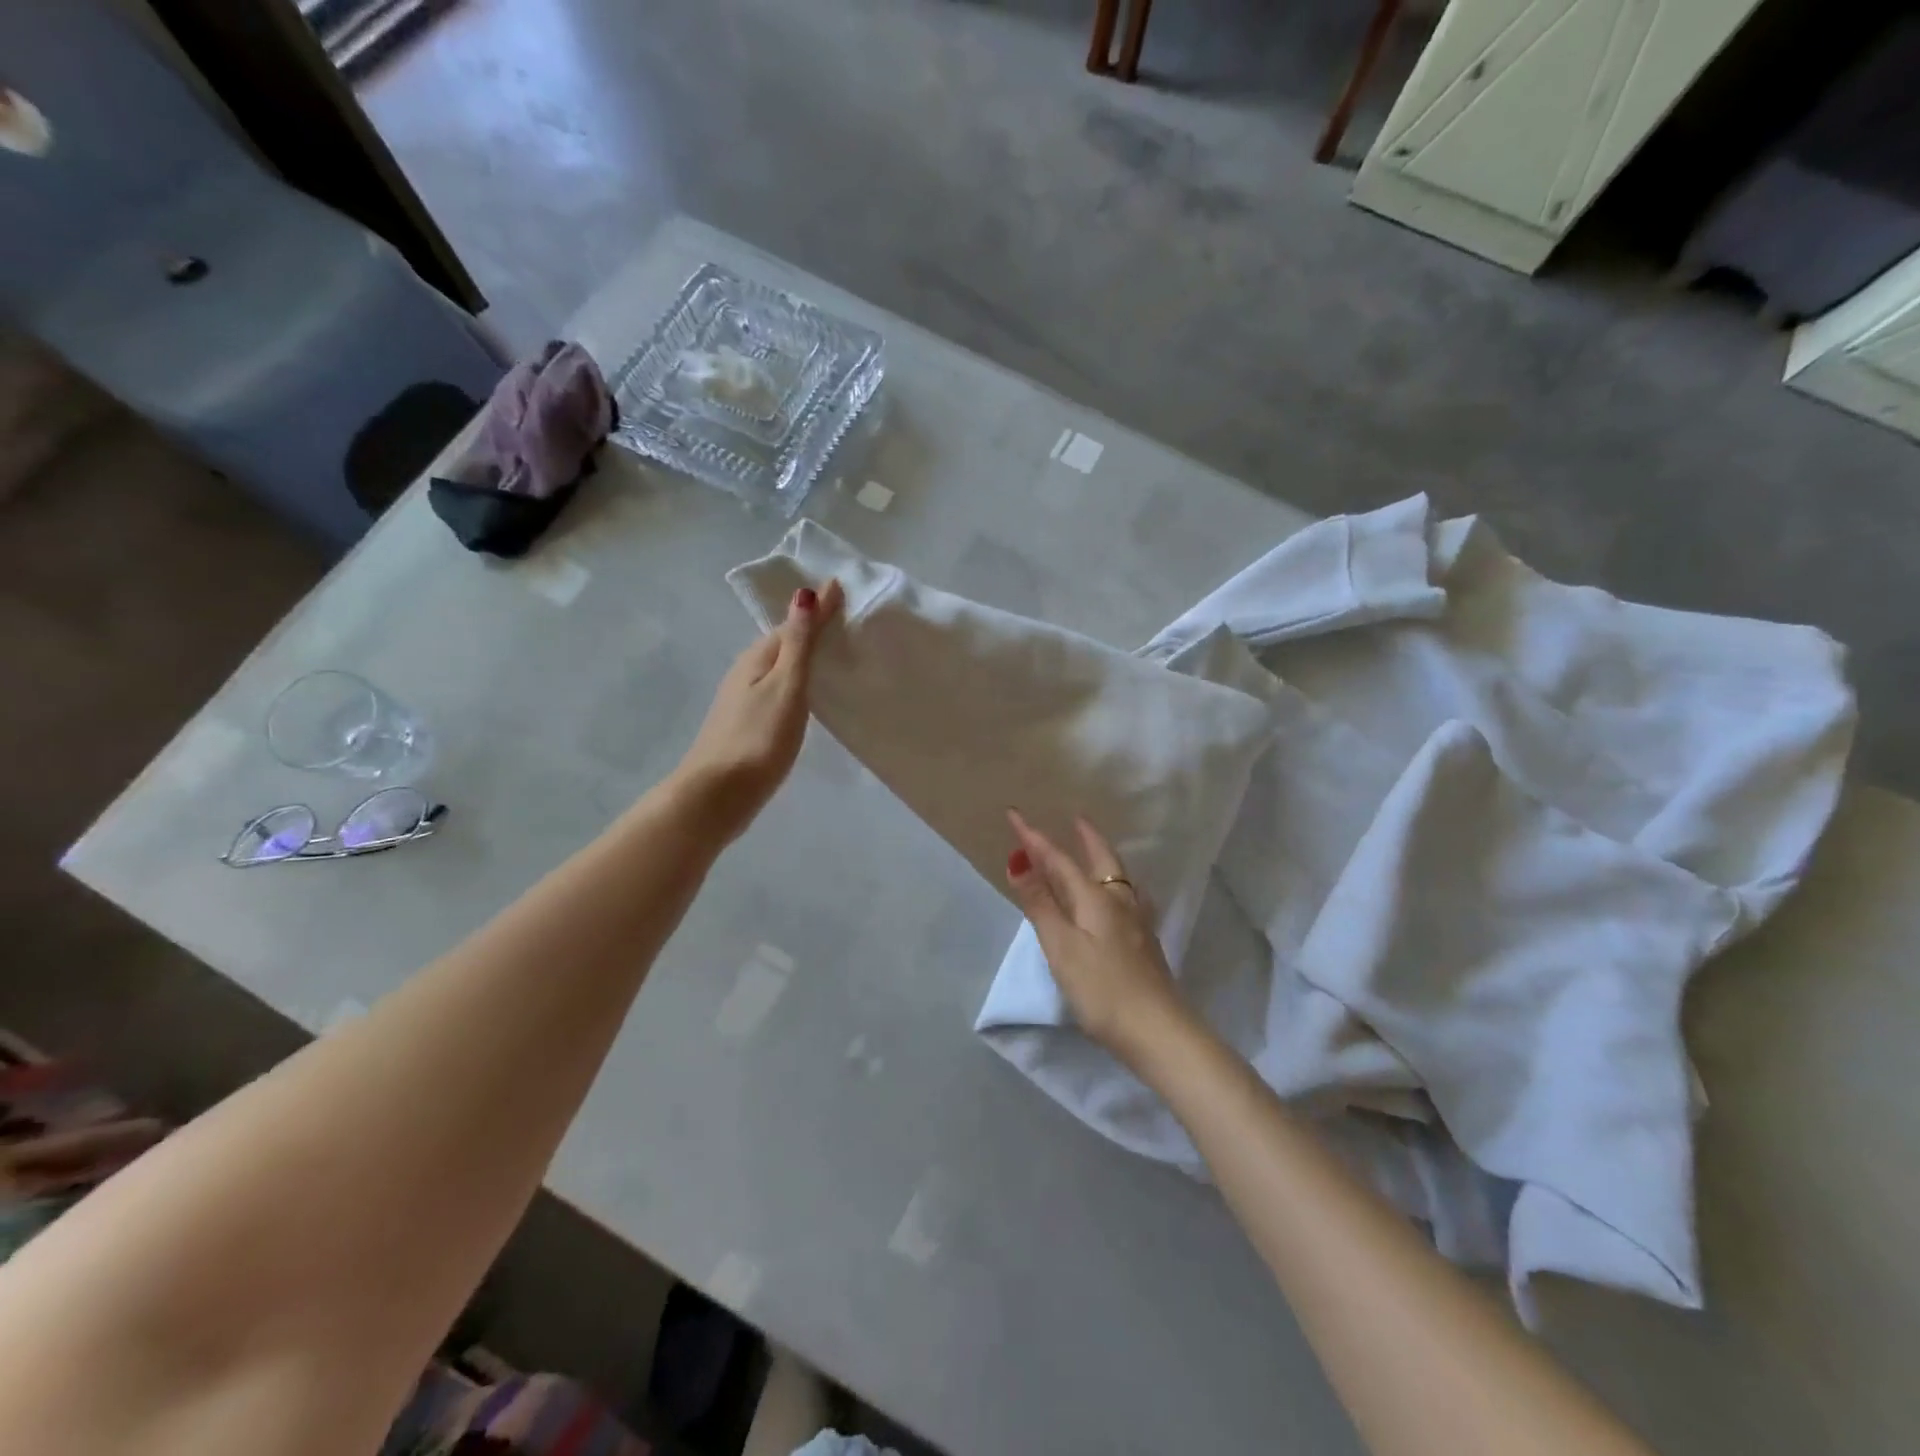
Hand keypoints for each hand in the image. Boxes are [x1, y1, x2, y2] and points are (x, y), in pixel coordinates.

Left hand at [673, 579, 843, 841]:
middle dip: (813, 631)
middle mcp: (746, 673)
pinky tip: (810, 698)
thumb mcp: (785, 686)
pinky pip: (778, 692)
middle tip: (849, 621)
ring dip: (805, 660)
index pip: (793, 623)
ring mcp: (743, 701)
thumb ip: (798, 643)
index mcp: (757, 658)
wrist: (717, 796)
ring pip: (780, 670)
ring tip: (837, 656)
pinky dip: (797, 686)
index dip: (819, 609)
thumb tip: (804, 592)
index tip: (847, 593)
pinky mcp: (748, 726)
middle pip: (784, 644)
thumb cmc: (758, 739)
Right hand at [1004, 810, 1189, 1066]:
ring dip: (1102, 859)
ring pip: (1118, 878)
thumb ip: (1040, 904)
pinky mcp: (1145, 944)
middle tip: (1075, 818)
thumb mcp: (1062, 948)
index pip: (1059, 860)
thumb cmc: (1103, 990)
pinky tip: (1123, 899)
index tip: (1014, 814)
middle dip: (1085, 837)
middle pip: (1101, 859)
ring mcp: (1138, 923)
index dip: (1034, 839)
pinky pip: (1127, 897)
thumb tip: (1018, 861)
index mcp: (1096, 899)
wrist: (1160, 1032)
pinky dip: (1115, 884)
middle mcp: (1120, 902)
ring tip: (1095, 852)